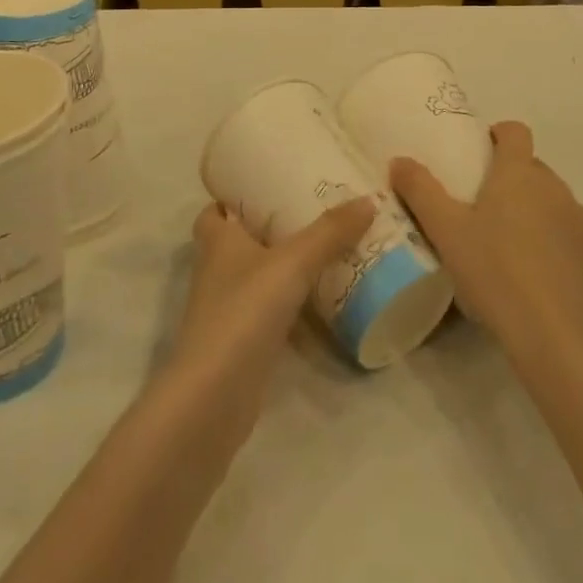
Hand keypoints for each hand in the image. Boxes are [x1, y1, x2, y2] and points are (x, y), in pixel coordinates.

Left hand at [169, 197, 374, 417]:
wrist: (213, 398)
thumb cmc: (243, 312)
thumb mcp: (292, 263)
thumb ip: (329, 232)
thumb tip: (368, 199)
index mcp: (217, 241)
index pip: (215, 209)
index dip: (234, 197)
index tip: (270, 184)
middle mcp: (217, 270)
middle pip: (239, 240)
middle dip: (270, 228)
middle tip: (311, 212)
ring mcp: (227, 310)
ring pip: (255, 276)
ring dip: (282, 266)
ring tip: (325, 248)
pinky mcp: (242, 343)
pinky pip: (269, 311)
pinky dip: (290, 303)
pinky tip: (322, 298)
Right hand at [391, 122, 582, 358]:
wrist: (555, 334)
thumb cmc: (494, 271)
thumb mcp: (445, 231)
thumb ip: (420, 190)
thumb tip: (399, 161)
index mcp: (518, 173)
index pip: (515, 131)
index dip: (499, 136)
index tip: (481, 154)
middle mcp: (555, 186)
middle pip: (533, 167)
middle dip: (512, 179)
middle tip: (485, 209)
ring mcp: (580, 220)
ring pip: (554, 201)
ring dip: (536, 211)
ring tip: (512, 245)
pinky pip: (573, 235)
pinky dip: (558, 243)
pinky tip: (541, 274)